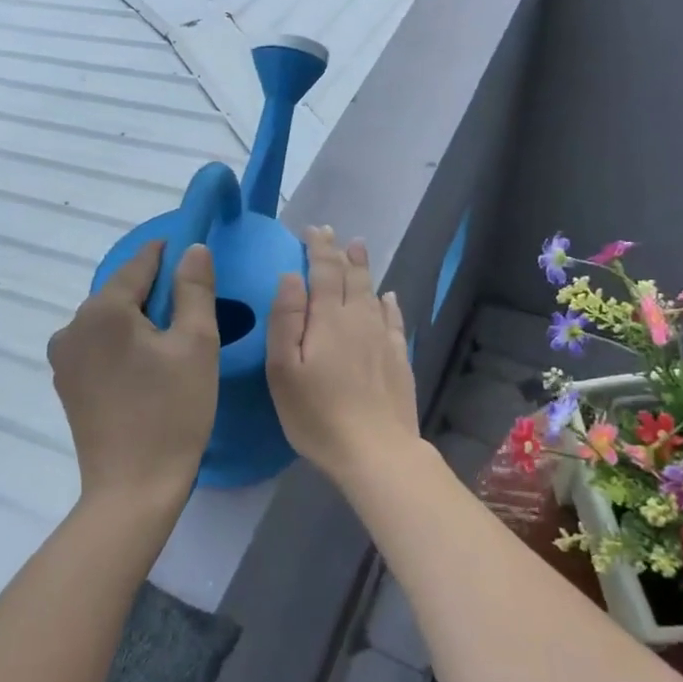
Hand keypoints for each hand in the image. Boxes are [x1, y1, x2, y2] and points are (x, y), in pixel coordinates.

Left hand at [49, 241, 219, 511]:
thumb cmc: (173, 412)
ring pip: (110, 320)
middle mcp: (72, 325)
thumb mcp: (197, 344)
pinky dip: (123, 346)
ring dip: (139, 322)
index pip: (141, 262)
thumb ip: (195, 288)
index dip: (171, 254)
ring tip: (172, 347)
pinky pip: (98, 347)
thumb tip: (192, 248)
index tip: (196, 256)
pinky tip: (146, 371)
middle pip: (122, 292)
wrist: (134, 488)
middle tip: (194, 315)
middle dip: (157, 294)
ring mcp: (63, 357)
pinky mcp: (66, 384)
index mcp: (103, 309)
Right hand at [266, 227, 420, 489]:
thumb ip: (285, 320)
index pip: (325, 271)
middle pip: (353, 277)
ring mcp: (384, 339)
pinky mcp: (398, 360)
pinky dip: (389, 303)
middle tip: (336, 235)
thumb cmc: (317, 414)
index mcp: (329, 319)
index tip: (313, 230)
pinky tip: (389, 297)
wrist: (376, 451)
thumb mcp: (283, 370)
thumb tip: (291, 277)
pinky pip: (394, 319)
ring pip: (374, 293)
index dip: (319, 248)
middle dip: (342, 253)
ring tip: (359, 250)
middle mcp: (360, 320)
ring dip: (364, 270)